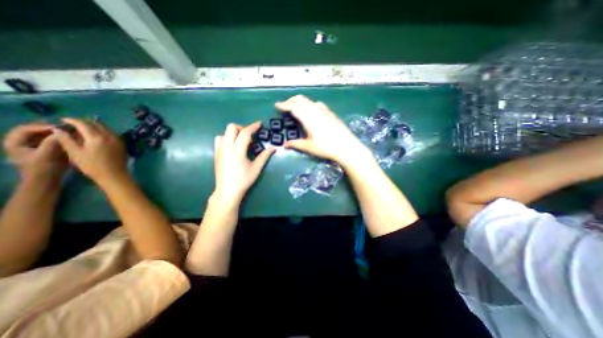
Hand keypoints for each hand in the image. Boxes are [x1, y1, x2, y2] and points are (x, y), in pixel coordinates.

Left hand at [3, 123, 67, 182]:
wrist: (46, 179)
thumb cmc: (43, 168)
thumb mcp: (47, 154)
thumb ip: (52, 142)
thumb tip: (61, 132)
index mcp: (14, 142)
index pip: (25, 129)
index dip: (42, 126)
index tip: (60, 127)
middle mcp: (20, 141)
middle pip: (34, 130)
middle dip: (49, 128)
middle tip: (66, 128)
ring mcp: (31, 145)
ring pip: (42, 134)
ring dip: (55, 132)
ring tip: (69, 131)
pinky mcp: (42, 148)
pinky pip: (48, 139)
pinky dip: (57, 137)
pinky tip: (68, 137)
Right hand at [51, 118, 128, 185]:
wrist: (114, 174)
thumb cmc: (92, 165)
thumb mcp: (75, 153)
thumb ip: (66, 139)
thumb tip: (58, 129)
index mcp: (97, 137)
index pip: (84, 123)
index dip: (72, 120)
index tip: (62, 120)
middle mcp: (110, 136)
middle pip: (97, 124)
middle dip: (84, 122)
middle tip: (72, 124)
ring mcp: (118, 140)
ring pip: (105, 128)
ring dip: (94, 126)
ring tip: (82, 130)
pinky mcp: (122, 144)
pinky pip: (111, 133)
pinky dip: (102, 131)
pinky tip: (95, 136)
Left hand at [212, 122, 274, 204]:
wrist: (227, 190)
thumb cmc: (243, 180)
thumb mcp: (256, 168)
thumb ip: (264, 156)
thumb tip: (273, 148)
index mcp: (237, 150)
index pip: (245, 133)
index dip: (253, 126)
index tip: (259, 124)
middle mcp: (226, 147)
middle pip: (231, 127)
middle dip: (242, 128)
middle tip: (250, 135)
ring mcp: (219, 150)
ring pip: (224, 133)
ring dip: (233, 133)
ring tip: (241, 140)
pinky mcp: (216, 154)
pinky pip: (219, 140)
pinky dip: (227, 138)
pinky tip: (233, 146)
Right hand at [275, 95, 369, 166]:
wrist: (346, 146)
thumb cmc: (326, 147)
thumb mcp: (309, 147)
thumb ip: (296, 144)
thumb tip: (284, 145)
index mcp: (308, 117)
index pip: (293, 107)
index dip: (284, 105)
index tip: (277, 105)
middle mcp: (315, 110)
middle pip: (300, 100)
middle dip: (291, 101)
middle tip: (285, 106)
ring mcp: (324, 110)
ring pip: (309, 101)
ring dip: (300, 102)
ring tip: (296, 108)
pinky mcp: (330, 113)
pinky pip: (317, 104)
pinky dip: (310, 105)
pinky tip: (312, 111)